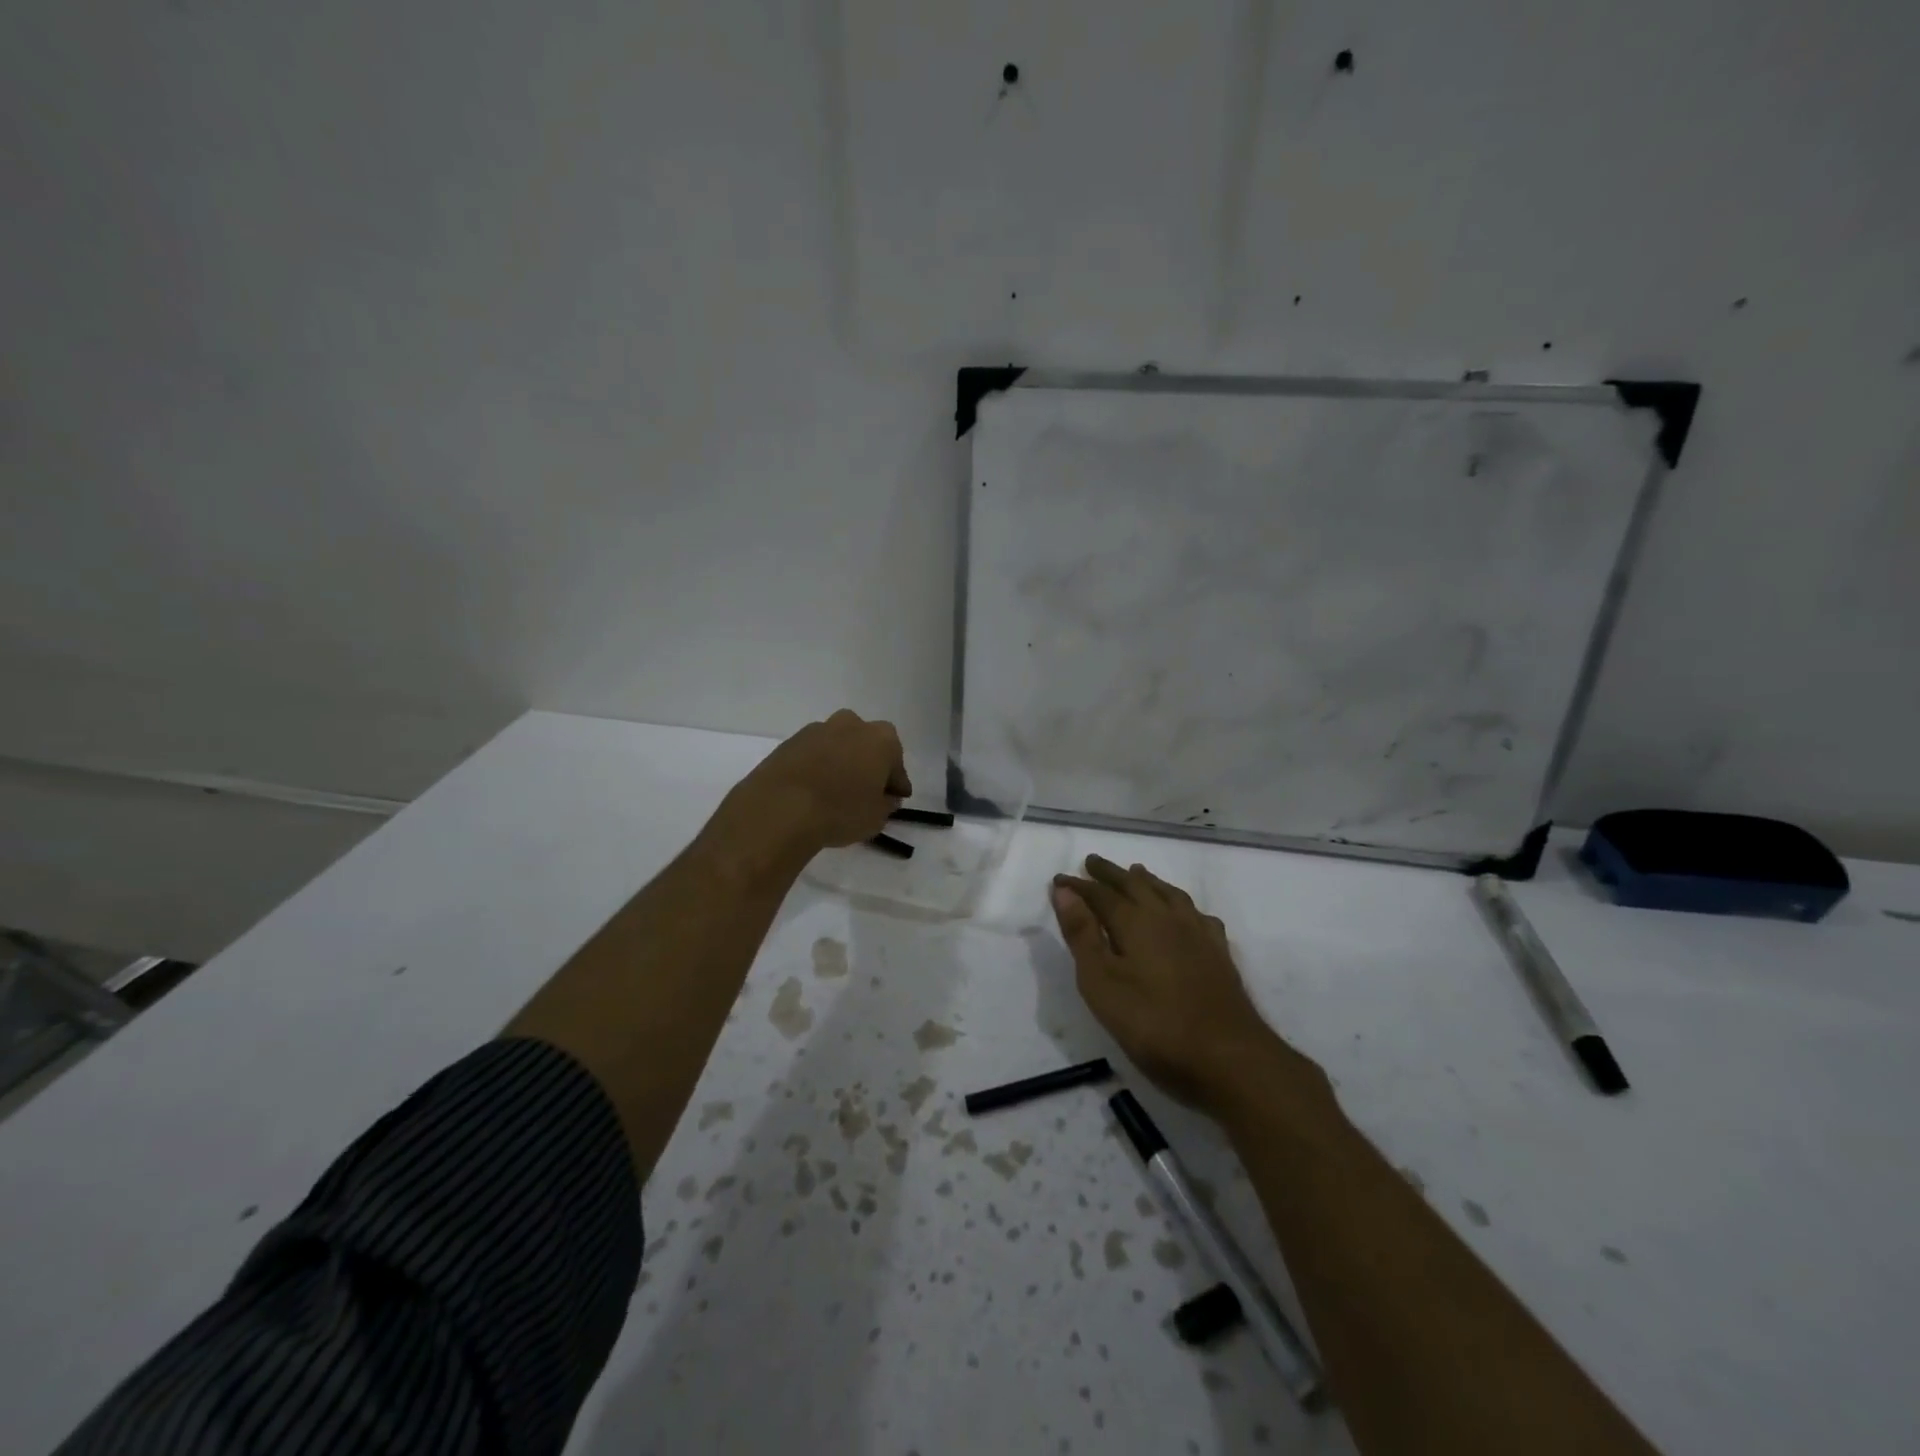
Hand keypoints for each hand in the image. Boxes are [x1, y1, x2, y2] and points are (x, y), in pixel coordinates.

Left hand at [736, 709, 910, 849]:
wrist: (780, 808)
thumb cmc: (840, 811)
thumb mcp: (877, 817)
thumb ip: (887, 803)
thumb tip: (886, 796)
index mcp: (881, 739)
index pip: (897, 763)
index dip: (896, 783)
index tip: (895, 798)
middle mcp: (851, 724)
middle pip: (867, 744)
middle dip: (868, 763)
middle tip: (865, 790)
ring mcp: (817, 730)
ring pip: (838, 745)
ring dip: (840, 762)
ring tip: (835, 792)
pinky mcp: (789, 742)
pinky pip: (813, 754)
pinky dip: (816, 767)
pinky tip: (813, 790)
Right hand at [1052, 855, 1319, 1115]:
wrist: (1228, 1057)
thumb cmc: (1154, 1024)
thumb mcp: (1102, 983)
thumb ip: (1082, 935)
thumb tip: (1064, 890)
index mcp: (1135, 922)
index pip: (1100, 895)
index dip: (1078, 886)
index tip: (1059, 878)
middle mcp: (1167, 918)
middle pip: (1135, 886)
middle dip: (1111, 874)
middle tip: (1093, 862)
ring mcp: (1198, 934)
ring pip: (1169, 894)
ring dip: (1147, 881)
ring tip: (1136, 873)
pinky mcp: (1219, 954)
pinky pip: (1198, 915)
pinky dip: (1183, 905)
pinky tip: (1185, 914)